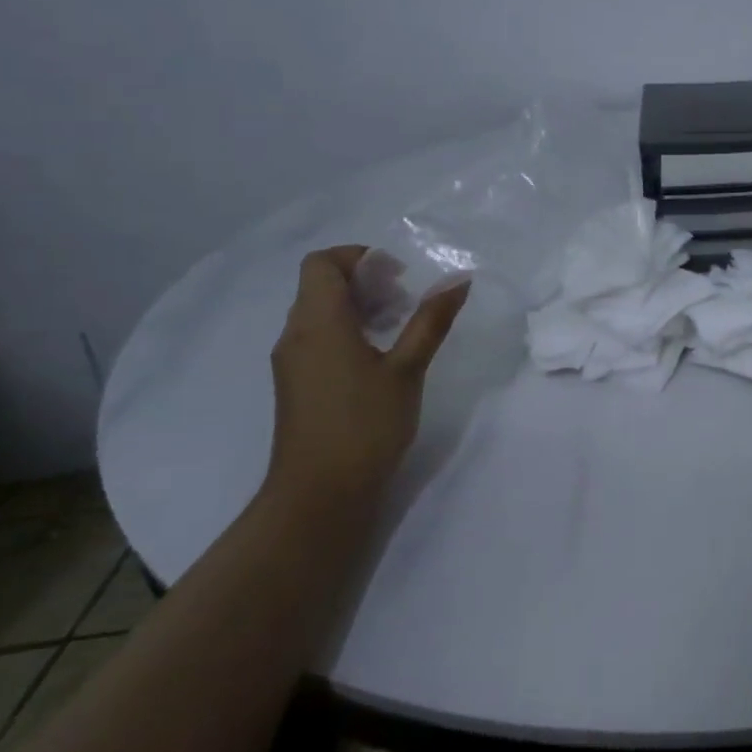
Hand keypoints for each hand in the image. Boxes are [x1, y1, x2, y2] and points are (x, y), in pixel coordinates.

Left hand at [266, 246, 467, 507]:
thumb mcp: (408, 368)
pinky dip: (348, 330)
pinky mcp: (297, 384)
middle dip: (366, 281)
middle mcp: (296, 335)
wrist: (320, 494)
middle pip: (321, 285)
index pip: (322, 263)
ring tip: (400, 326)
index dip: (359, 257)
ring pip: (319, 312)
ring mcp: (292, 361)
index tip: (399, 275)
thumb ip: (431, 321)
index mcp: (318, 323)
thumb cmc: (366, 424)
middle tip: (407, 300)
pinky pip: (318, 337)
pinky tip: (381, 356)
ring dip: (359, 306)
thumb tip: (459, 280)